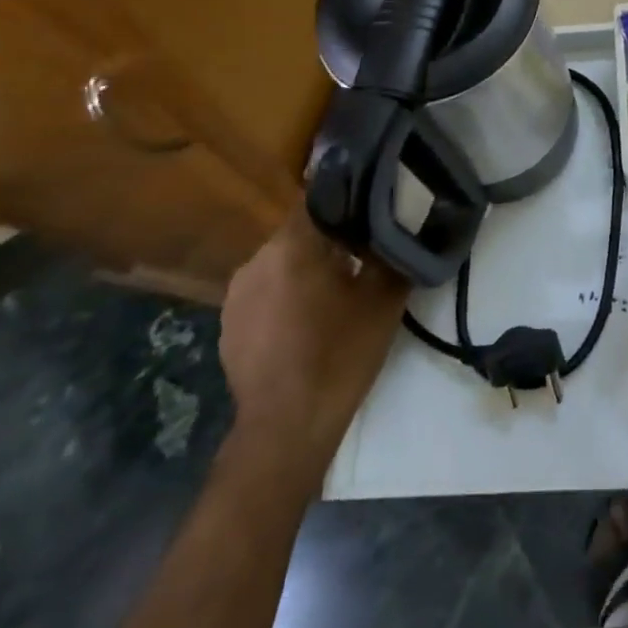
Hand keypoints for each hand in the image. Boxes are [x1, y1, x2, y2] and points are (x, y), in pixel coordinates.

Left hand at [219, 204, 408, 484]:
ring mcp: (236, 293)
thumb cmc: (340, 355)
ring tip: (336, 291)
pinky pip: (264, 292)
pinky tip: (307, 322)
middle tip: (362, 256)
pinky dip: (286, 296)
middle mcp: (256, 259)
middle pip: (300, 233)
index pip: (319, 199)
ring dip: (306, 269)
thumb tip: (399, 226)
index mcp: (292, 246)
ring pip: (281, 263)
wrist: (286, 427)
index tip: (371, 210)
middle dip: (330, 240)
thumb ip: (390, 253)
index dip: (348, 200)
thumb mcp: (383, 300)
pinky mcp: (228, 324)